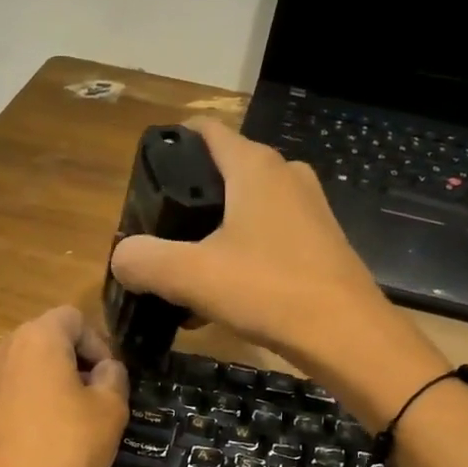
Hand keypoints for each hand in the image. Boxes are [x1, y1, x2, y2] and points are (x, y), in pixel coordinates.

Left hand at [0, 306, 129, 466]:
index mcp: (37, 337)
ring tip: (73, 418)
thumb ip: (114, 376)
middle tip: (96, 396)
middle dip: (74, 360)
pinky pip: (11, 393)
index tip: (110, 378)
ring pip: (27, 367)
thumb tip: (105, 369)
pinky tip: (46, 436)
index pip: (73, 318)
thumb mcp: (111, 409)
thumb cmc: (69, 446)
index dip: (98, 343)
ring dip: (52, 381)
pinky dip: (30, 402)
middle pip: (46, 338)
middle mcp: (3, 349)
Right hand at [107, 120, 445, 412]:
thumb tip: (121, 257)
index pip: (207, 132)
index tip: (145, 175)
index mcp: (255, 167)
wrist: (346, 335)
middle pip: (224, 174)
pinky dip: (240, 258)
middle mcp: (285, 176)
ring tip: (185, 274)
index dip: (172, 145)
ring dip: (214, 236)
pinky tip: (222, 297)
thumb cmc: (268, 290)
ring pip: (245, 212)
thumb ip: (145, 260)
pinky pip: (267, 240)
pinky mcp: (319, 244)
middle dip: (189, 201)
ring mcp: (308, 210)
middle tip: (159, 236)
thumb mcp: (191, 275)